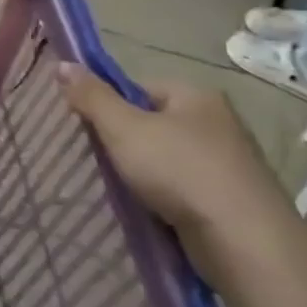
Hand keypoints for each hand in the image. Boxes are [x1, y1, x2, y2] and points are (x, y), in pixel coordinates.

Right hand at [59, 64, 299, 282]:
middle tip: (100, 159)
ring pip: (168, 158)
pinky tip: (149, 209)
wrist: (244, 242)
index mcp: (197, 96)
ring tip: (121, 188)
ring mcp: (229, 163)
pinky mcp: (232, 199)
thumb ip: (91, 97)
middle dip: (126, 141)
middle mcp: (218, 123)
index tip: (89, 128)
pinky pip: (184, 188)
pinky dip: (165, 196)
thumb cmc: (180, 171)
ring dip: (145, 172)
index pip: (139, 88)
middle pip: (153, 123)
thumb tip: (62, 64)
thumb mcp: (123, 128)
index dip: (110, 105)